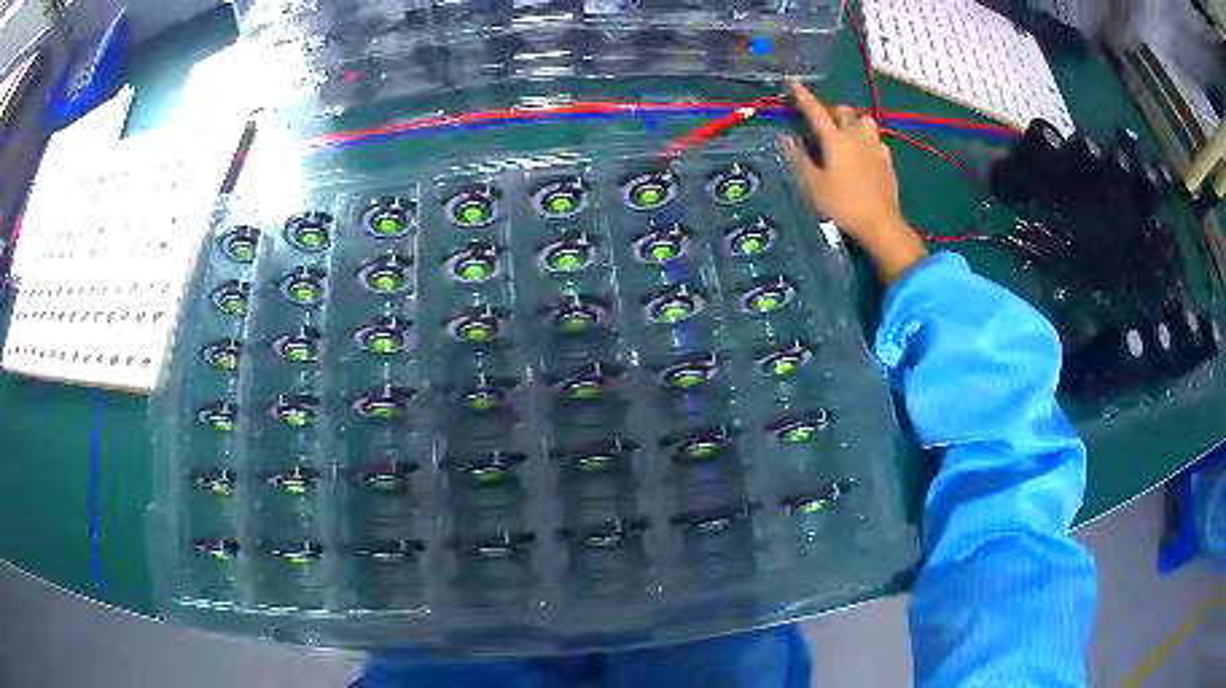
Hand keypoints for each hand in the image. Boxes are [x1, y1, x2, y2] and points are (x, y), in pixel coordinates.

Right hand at [782, 82, 927, 283]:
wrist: (880, 225)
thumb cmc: (842, 205)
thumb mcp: (812, 185)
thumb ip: (798, 159)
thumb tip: (785, 138)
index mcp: (835, 139)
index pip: (816, 111)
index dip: (803, 97)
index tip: (793, 83)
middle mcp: (857, 137)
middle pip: (844, 112)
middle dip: (832, 111)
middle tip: (823, 120)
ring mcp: (876, 148)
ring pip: (865, 121)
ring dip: (854, 121)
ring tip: (847, 132)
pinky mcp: (888, 162)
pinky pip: (878, 141)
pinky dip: (869, 140)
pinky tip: (866, 152)